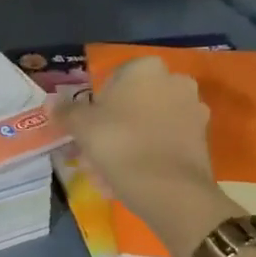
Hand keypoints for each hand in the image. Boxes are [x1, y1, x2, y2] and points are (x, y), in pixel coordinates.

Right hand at [55, 56, 237, 254]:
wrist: (168, 188)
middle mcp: (175, 81)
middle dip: (116, 122)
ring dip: (132, 140)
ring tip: (110, 170)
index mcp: (146, 68)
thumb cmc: (119, 142)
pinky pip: (166, 142)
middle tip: (95, 149)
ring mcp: (194, 110)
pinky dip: (150, 154)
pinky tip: (131, 178)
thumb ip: (66, 111)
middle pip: (135, 101)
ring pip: (150, 123)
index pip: (115, 78)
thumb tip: (52, 102)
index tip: (88, 126)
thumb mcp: (81, 126)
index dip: (98, 102)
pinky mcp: (203, 140)